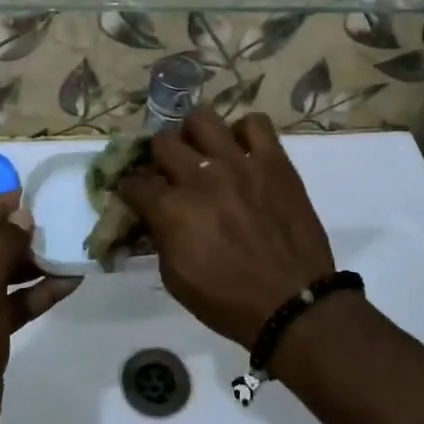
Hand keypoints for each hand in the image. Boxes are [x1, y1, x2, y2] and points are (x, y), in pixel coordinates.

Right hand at [115, 110, 333, 347]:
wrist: (293, 305)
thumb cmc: (229, 302)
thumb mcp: (175, 279)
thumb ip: (160, 237)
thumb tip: (154, 216)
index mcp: (173, 209)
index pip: (134, 182)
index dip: (130, 189)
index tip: (136, 195)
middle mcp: (201, 177)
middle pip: (163, 142)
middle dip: (159, 158)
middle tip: (170, 173)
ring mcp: (240, 163)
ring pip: (202, 119)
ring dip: (195, 136)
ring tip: (204, 153)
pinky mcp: (274, 161)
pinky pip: (255, 123)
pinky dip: (244, 133)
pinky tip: (243, 153)